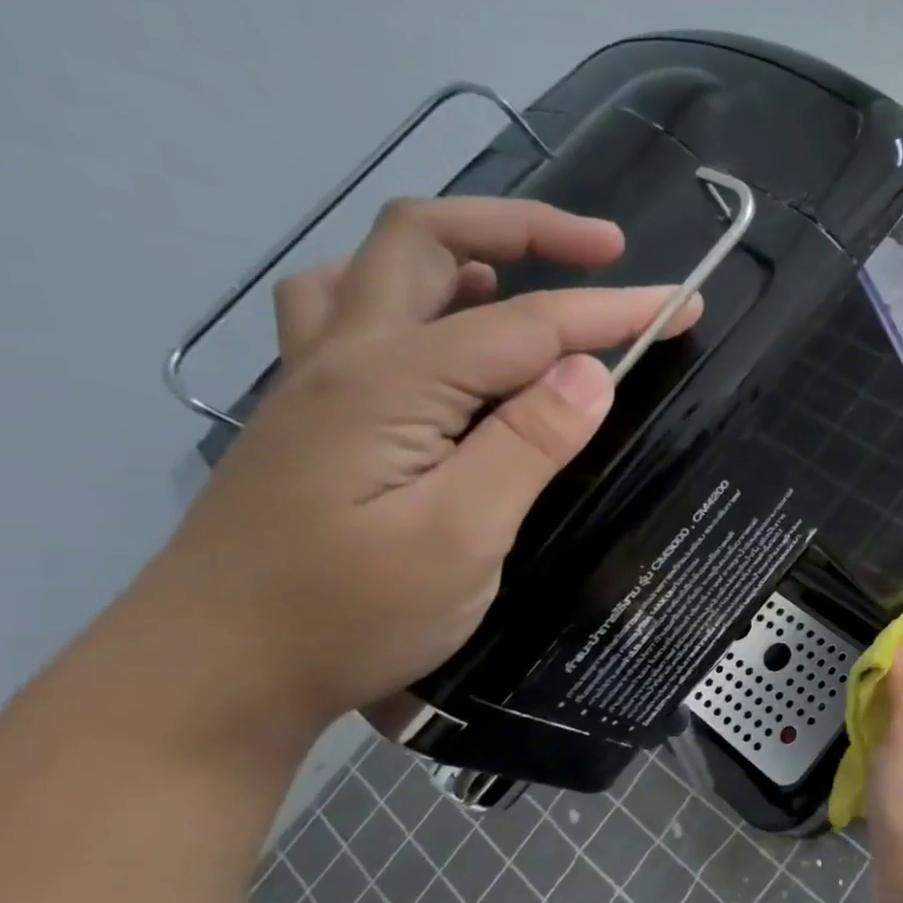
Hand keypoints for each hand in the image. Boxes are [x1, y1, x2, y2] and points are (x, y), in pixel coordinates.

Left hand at [142, 197, 700, 735]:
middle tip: (606, 251)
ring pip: (380, 266)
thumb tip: (593, 372)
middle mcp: (345, 357)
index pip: (526, 325)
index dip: (612, 310)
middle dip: (527, 228)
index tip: (686, 306)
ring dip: (464, 251)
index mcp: (390, 384)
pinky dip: (417, 295)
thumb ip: (528, 444)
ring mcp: (316, 380)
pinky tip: (449, 333)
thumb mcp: (461, 537)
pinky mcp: (314, 412)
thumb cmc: (349, 615)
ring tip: (527, 281)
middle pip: (428, 239)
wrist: (216, 674)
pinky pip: (357, 312)